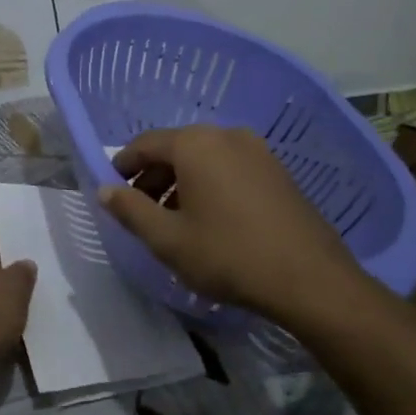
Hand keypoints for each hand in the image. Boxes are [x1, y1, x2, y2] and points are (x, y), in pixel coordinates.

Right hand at [100, 125, 358, 318]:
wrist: (310, 279)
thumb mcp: (167, 239)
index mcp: (195, 144)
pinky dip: (210, 184)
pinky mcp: (278, 170)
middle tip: (140, 210)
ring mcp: (257, 150)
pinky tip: (211, 219)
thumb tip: (105, 190)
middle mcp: (226, 135)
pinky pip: (230, 167)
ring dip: (181, 182)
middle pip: (176, 148)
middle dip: (153, 177)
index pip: (145, 144)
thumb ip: (130, 210)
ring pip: (204, 158)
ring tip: (174, 219)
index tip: (112, 189)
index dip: (124, 165)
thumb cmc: (228, 255)